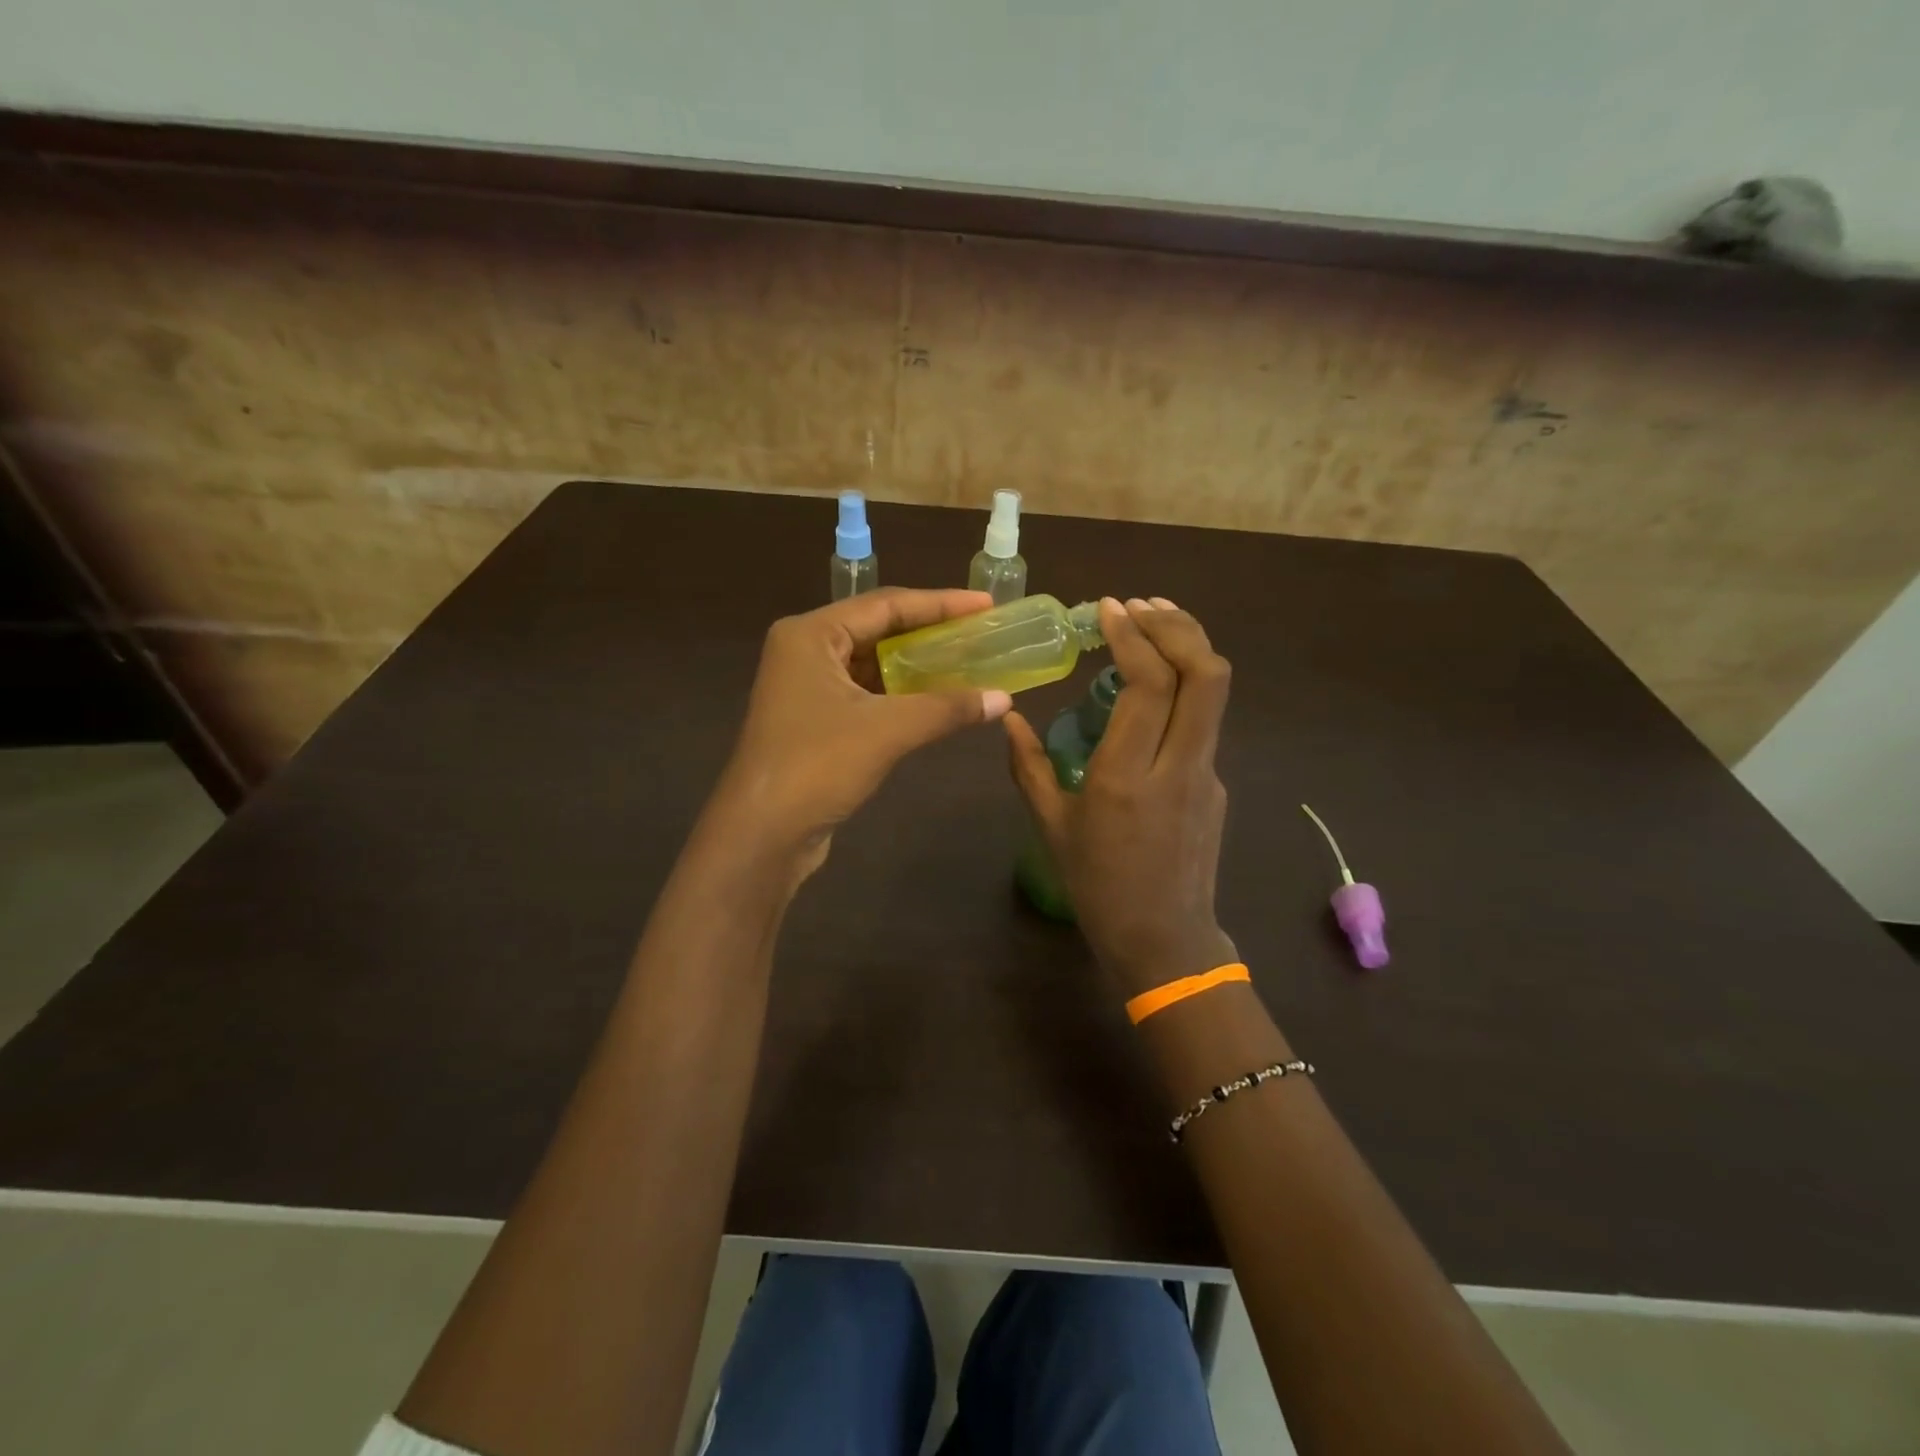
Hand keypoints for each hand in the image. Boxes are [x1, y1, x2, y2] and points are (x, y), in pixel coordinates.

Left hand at [711, 587, 1011, 875]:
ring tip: (967, 662)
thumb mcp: (888, 730)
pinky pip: (867, 692)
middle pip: (878, 629)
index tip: (985, 604)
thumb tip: (1004, 699)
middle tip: (979, 631)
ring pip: (872, 663)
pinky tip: (937, 699)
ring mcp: (807, 686)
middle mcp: (806, 650)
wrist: (762, 833)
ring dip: (917, 665)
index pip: (886, 605)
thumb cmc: (817, 765)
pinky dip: (901, 694)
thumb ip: (947, 708)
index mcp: (811, 634)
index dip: (940, 603)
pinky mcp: (815, 719)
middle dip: (930, 632)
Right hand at [1007, 597, 1237, 996]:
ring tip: (1155, 623)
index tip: (1109, 609)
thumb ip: (1027, 767)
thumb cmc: (1097, 887)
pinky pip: (1205, 720)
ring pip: (1215, 692)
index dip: (1133, 637)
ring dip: (1189, 646)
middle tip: (1140, 605)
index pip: (1148, 685)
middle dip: (1176, 626)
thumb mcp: (1051, 827)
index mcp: (1125, 777)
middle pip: (1205, 674)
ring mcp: (1206, 773)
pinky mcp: (1216, 783)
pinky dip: (1186, 684)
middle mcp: (1177, 766)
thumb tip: (1007, 718)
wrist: (1164, 940)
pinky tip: (1157, 685)